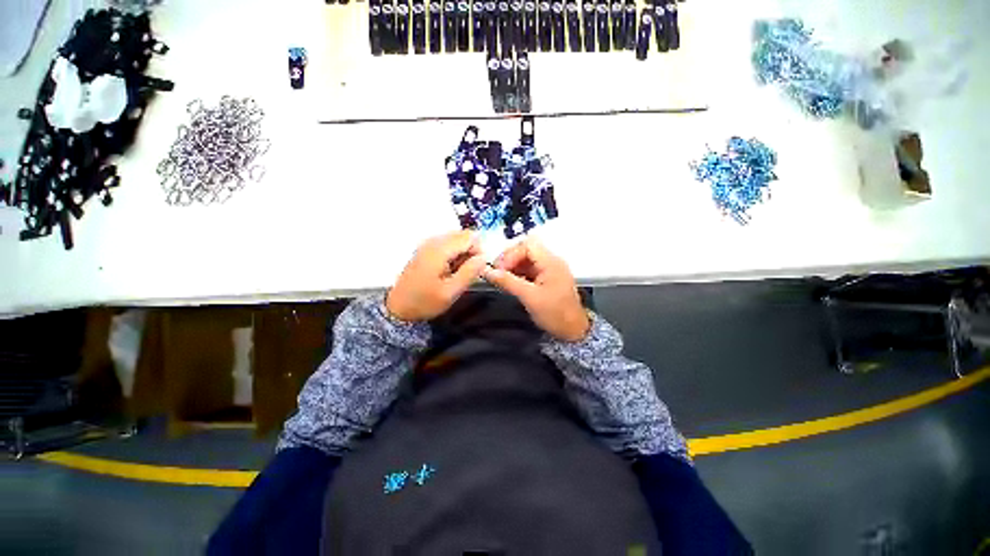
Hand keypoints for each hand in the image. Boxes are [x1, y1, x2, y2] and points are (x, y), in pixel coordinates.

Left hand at [386, 231, 486, 321]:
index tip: (477, 268)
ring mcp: (428, 244)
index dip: (478, 251)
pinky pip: (447, 244)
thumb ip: (469, 272)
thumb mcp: (451, 292)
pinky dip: (454, 254)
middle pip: (463, 235)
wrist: (398, 308)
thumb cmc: (425, 302)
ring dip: (463, 253)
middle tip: (468, 271)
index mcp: (439, 250)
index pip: (469, 237)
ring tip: (459, 272)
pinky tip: (450, 270)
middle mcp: (433, 242)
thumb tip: (484, 257)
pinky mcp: (426, 249)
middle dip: (471, 251)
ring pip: (456, 239)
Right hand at [483, 238, 590, 341]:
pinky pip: (530, 269)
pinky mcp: (548, 278)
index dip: (510, 254)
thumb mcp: (529, 297)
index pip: (527, 245)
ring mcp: (550, 269)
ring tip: (502, 278)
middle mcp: (552, 261)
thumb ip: (508, 282)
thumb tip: (487, 271)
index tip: (499, 269)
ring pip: (527, 259)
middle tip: (498, 272)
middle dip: (510, 259)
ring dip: (513, 266)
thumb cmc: (554, 313)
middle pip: (527, 249)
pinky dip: (519, 273)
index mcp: (551, 262)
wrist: (573, 331)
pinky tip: (511, 283)